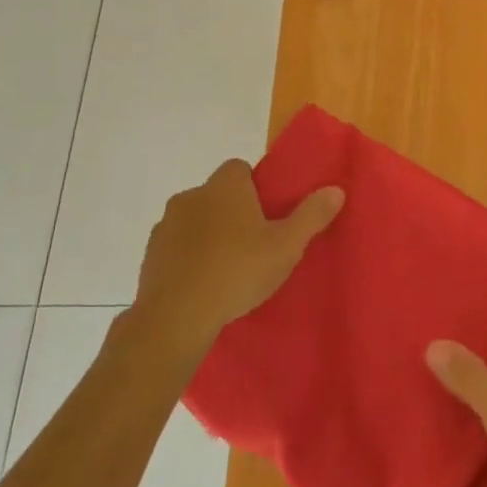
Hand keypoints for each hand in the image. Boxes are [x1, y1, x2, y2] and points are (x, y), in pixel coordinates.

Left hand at [126, 159, 343, 366]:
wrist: (175, 318)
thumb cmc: (237, 271)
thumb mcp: (287, 246)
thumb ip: (312, 215)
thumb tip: (336, 189)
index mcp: (225, 186)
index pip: (240, 168)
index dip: (255, 187)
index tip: (268, 214)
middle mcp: (191, 196)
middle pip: (218, 194)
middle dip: (233, 211)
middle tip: (254, 242)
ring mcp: (166, 225)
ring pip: (195, 220)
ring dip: (209, 234)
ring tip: (228, 267)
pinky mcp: (149, 256)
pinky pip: (177, 247)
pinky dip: (189, 257)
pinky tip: (204, 283)